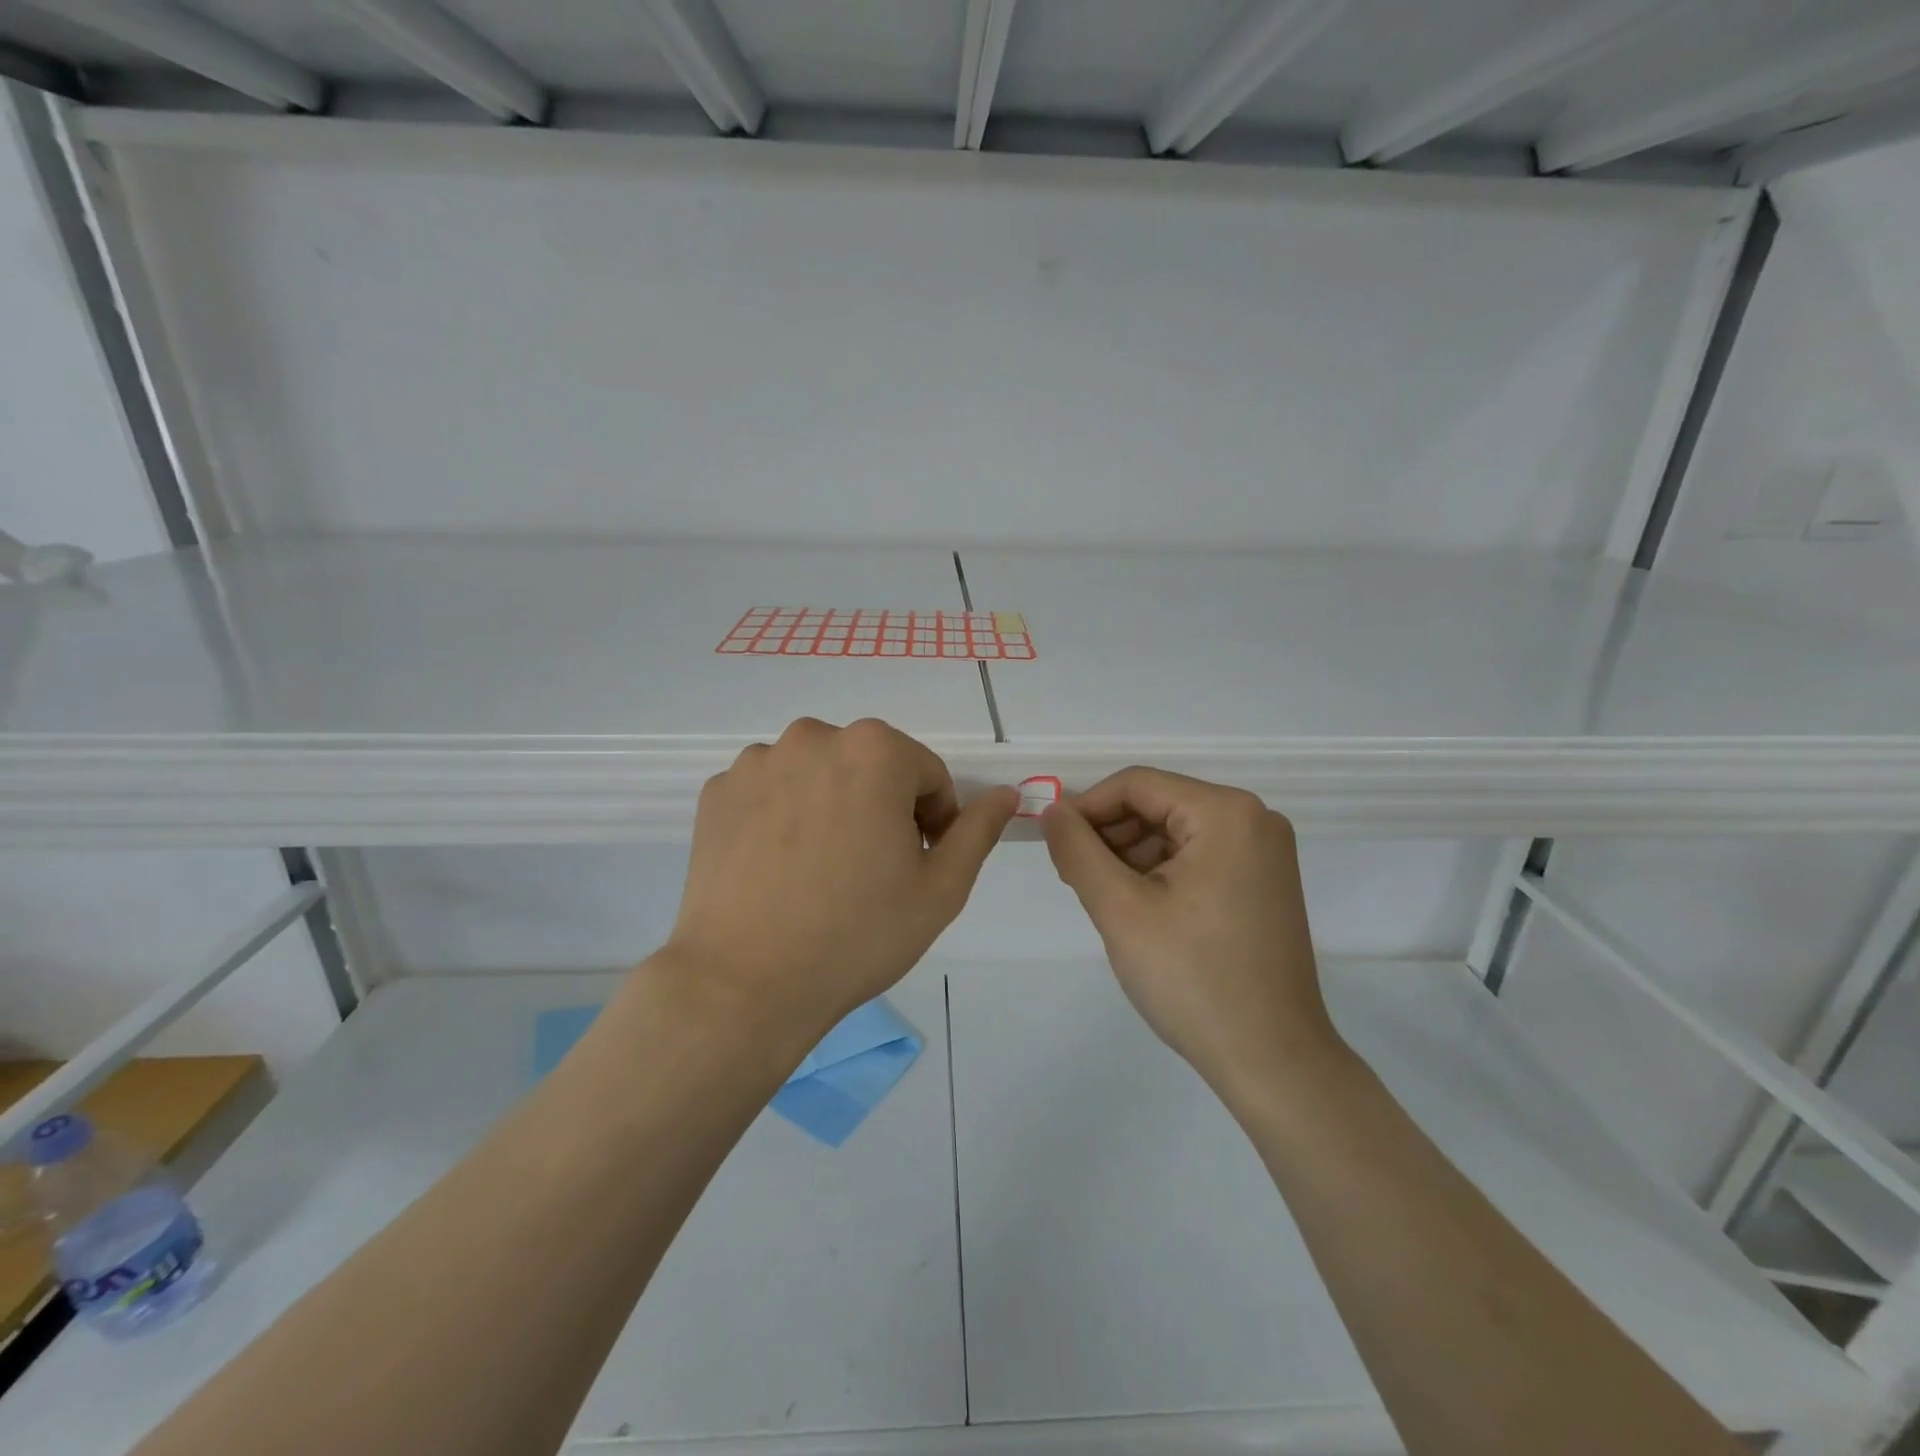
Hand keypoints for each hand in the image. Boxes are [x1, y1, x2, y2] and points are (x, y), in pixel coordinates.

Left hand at [666, 718, 1017, 1041]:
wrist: (745, 983)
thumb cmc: (858, 933)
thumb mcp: (941, 888)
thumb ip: (977, 830)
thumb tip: (1006, 793)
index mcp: (875, 749)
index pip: (926, 775)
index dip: (933, 822)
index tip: (916, 866)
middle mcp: (813, 737)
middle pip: (870, 767)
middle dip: (882, 807)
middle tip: (870, 870)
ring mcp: (758, 762)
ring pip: (819, 775)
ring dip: (832, 806)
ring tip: (821, 870)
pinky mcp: (718, 791)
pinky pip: (771, 792)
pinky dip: (783, 816)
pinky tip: (779, 868)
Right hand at [1042, 767, 1344, 1103]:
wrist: (1271, 1061)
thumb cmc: (1193, 978)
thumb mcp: (1120, 909)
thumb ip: (1077, 850)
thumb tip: (1052, 811)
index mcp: (1227, 813)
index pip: (1137, 784)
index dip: (1086, 808)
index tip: (1052, 843)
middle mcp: (1254, 820)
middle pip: (1158, 805)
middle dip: (1109, 835)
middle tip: (1072, 877)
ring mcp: (1264, 854)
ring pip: (1175, 833)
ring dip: (1130, 856)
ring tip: (1101, 899)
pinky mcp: (1262, 885)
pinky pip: (1197, 858)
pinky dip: (1159, 874)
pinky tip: (1136, 909)